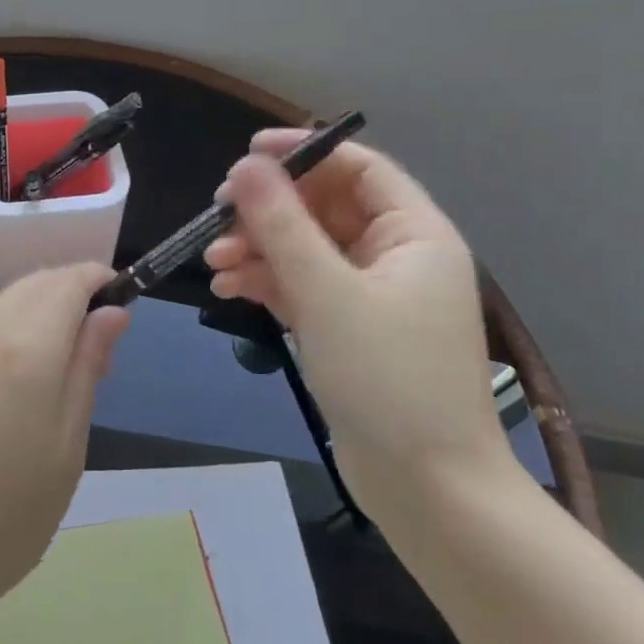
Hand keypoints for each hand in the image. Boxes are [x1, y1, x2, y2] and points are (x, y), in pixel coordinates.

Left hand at [0, 263, 130, 620]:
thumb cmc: (3, 518)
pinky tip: (15, 377)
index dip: (97, 279)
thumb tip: (112, 313)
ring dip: (39, 309)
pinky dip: (8, 329)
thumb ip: (87, 370)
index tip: (120, 298)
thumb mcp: (66, 448)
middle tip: (96, 338)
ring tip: (60, 361)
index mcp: (25, 348)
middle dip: (70, 290)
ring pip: (3, 303)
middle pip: (33, 284)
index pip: (67, 282)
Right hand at [203, 132, 508, 506]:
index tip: (247, 153)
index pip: (358, 167)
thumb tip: (246, 165)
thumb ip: (282, 225)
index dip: (304, 152)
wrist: (429, 491)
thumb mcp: (327, 294)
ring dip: (259, 247)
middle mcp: (396, 256)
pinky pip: (302, 286)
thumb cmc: (388, 380)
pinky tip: (228, 288)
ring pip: (306, 248)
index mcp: (414, 234)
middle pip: (324, 207)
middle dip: (269, 209)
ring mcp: (370, 295)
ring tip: (214, 261)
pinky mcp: (348, 329)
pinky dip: (266, 282)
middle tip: (218, 214)